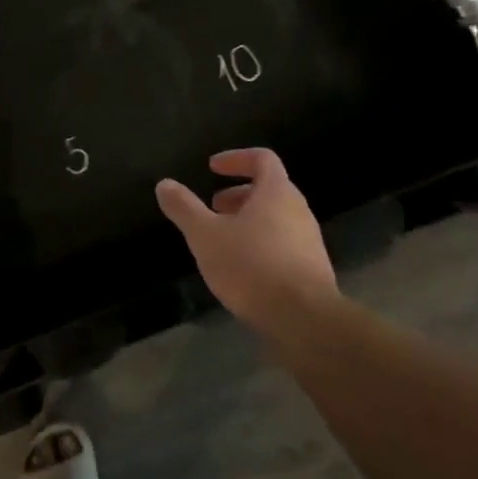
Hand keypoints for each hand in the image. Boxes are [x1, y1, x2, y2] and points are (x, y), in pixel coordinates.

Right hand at [155, 149, 339, 332]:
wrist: (304, 320)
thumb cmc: (252, 266)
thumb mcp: (206, 235)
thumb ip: (184, 208)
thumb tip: (164, 184)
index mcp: (277, 192)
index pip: (262, 158)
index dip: (236, 158)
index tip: (212, 168)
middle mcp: (299, 210)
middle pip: (270, 189)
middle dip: (238, 194)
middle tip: (214, 207)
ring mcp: (310, 241)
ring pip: (277, 218)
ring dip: (249, 221)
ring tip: (222, 241)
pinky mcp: (313, 270)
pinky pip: (284, 244)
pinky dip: (261, 244)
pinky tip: (243, 270)